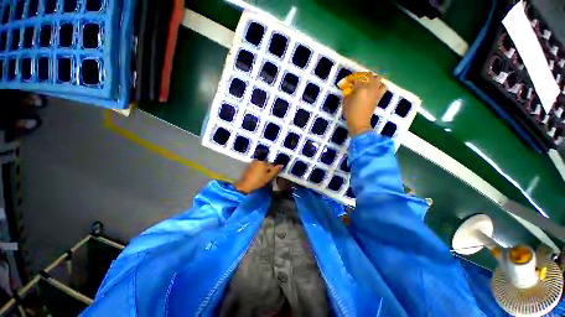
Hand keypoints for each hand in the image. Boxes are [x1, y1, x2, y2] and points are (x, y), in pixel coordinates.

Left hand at [234, 160, 282, 193]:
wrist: (245, 185)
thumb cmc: (258, 181)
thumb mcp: (269, 177)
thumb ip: (275, 170)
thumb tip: (281, 165)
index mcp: (264, 162)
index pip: (272, 166)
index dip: (272, 172)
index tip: (271, 177)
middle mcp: (258, 160)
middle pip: (266, 165)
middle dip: (268, 170)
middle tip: (266, 177)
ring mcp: (253, 163)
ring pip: (262, 166)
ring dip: (263, 170)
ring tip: (262, 177)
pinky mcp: (249, 166)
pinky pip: (257, 167)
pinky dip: (258, 170)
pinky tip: (257, 176)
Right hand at [341, 72, 386, 135]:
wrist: (359, 122)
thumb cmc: (350, 113)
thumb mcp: (346, 101)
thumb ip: (349, 92)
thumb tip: (351, 88)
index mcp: (360, 89)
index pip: (357, 79)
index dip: (353, 77)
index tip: (350, 78)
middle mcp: (370, 88)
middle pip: (369, 76)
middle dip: (363, 76)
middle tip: (358, 78)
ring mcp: (376, 92)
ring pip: (378, 79)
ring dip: (373, 78)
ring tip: (368, 81)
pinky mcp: (379, 96)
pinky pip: (383, 87)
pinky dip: (380, 85)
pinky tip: (375, 87)